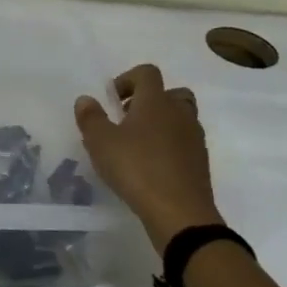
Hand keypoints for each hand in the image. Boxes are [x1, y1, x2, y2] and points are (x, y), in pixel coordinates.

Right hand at [75, 63, 222, 250]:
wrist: (180, 213)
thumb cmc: (137, 169)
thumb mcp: (101, 142)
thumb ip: (91, 117)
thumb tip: (86, 99)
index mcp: (156, 101)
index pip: (147, 73)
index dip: (128, 79)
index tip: (112, 100)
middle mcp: (179, 113)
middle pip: (170, 92)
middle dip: (149, 100)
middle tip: (128, 119)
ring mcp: (194, 138)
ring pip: (180, 118)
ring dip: (161, 123)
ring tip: (138, 144)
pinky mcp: (200, 162)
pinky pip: (185, 142)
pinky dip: (170, 146)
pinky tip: (151, 166)